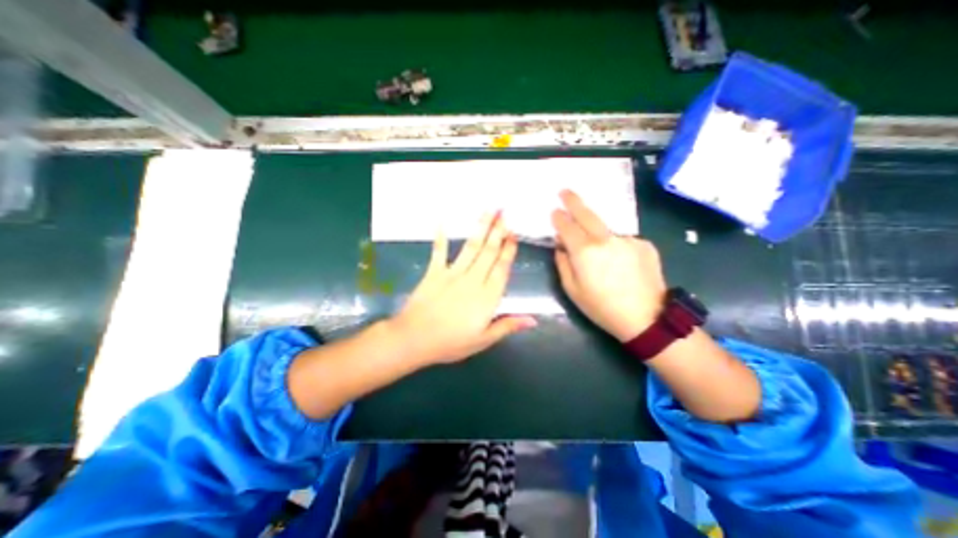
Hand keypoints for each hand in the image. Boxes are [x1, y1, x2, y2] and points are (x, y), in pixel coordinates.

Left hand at [390, 213, 537, 367]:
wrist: (415, 339)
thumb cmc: (451, 342)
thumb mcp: (483, 340)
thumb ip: (507, 326)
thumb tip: (533, 319)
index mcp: (487, 296)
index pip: (502, 268)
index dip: (509, 250)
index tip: (513, 233)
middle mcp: (473, 279)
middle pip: (489, 252)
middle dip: (498, 231)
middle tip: (505, 212)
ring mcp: (453, 273)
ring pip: (471, 247)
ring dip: (480, 227)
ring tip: (488, 210)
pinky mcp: (434, 272)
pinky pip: (439, 251)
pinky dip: (440, 237)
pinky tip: (442, 221)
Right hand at [555, 189, 666, 339]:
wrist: (646, 318)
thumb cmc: (602, 307)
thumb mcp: (572, 290)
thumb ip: (563, 263)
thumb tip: (561, 246)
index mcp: (584, 252)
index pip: (567, 227)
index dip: (558, 218)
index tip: (554, 212)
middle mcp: (605, 239)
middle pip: (586, 215)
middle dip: (573, 201)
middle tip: (564, 191)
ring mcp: (627, 239)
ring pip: (606, 230)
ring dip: (598, 234)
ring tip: (601, 257)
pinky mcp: (644, 244)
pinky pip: (623, 240)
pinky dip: (617, 247)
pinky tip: (621, 265)